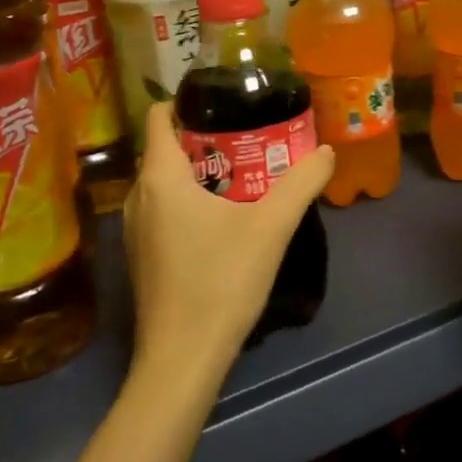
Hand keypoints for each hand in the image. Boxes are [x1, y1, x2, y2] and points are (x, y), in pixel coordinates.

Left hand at [122, 102, 334, 388]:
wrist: (182, 359)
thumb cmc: (221, 281)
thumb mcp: (271, 227)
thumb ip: (302, 183)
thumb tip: (326, 151)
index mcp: (160, 178)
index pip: (158, 116)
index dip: (187, 102)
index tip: (226, 102)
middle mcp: (138, 197)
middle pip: (166, 149)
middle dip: (205, 138)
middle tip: (249, 138)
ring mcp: (134, 230)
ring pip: (164, 182)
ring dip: (199, 173)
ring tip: (243, 175)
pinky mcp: (142, 257)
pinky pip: (163, 210)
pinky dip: (188, 201)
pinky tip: (224, 221)